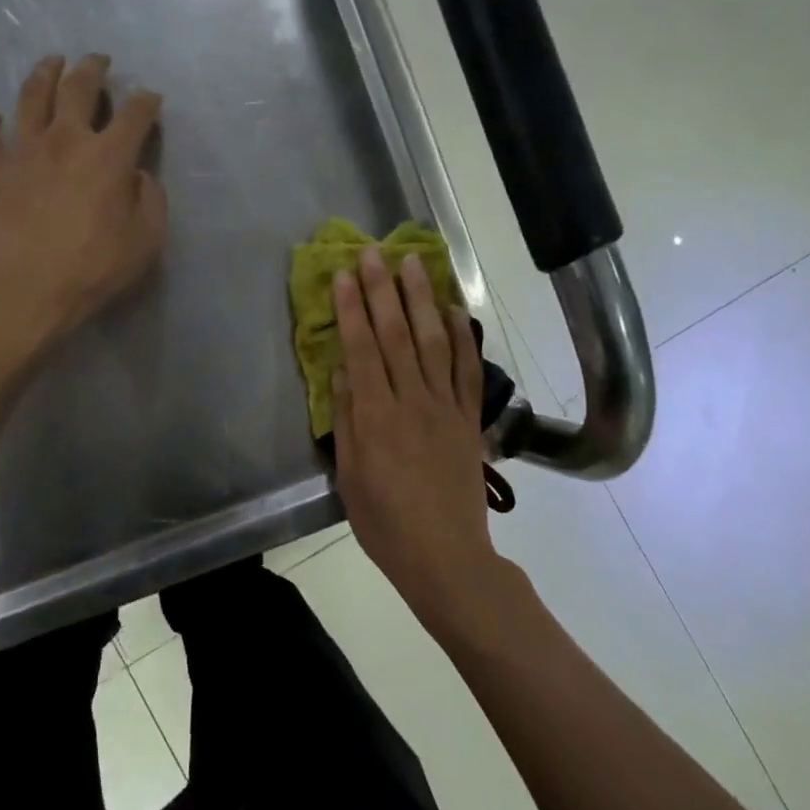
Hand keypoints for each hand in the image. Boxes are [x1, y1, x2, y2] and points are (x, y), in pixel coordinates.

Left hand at [0, 53, 166, 345]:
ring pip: (31, 97)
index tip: (151, 97)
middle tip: (97, 60)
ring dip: (43, 74)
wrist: (24, 290)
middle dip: (91, 68)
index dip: (146, 101)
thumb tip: (140, 176)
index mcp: (108, 156)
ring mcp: (22, 152)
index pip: (134, 114)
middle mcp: (65, 140)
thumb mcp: (146, 241)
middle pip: (78, 88)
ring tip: (51, 63)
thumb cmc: (92, 268)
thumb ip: (150, 201)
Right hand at [332, 246, 500, 621]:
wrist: (447, 557)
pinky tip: (454, 309)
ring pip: (433, 342)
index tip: (343, 275)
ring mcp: (446, 407)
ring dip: (421, 300)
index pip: (361, 349)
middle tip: (373, 252)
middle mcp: (413, 401)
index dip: (351, 309)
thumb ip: (347, 420)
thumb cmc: (386, 523)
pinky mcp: (468, 418)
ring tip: (412, 264)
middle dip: (382, 290)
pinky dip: (462, 336)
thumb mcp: (350, 477)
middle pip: (396, 335)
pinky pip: (468, 370)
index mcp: (377, 417)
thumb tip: (341, 371)